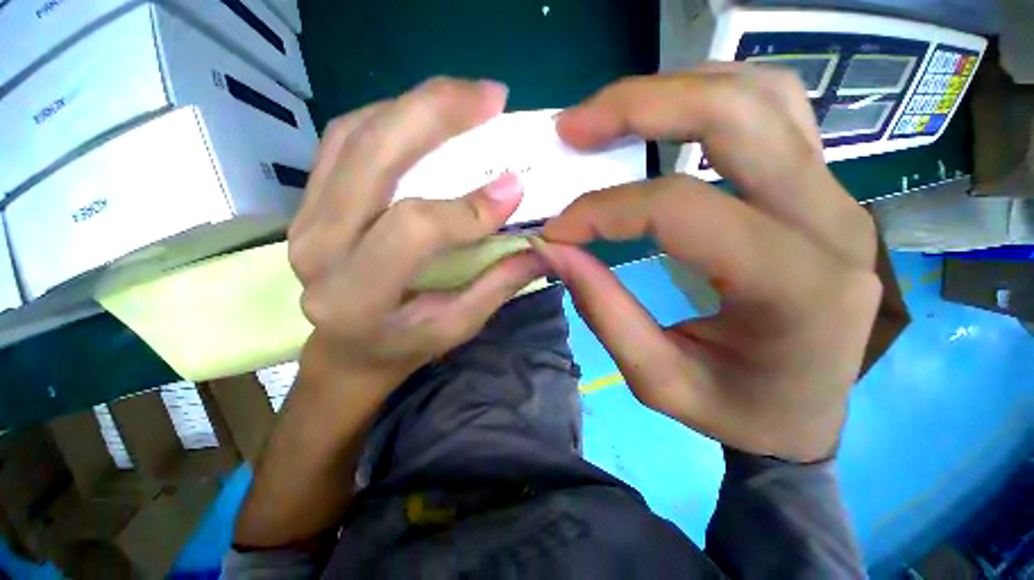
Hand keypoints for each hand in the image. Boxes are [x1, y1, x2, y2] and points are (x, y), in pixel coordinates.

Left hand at [288, 78, 546, 385]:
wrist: (349, 349)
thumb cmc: (404, 346)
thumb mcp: (457, 328)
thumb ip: (496, 286)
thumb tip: (540, 246)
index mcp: (357, 295)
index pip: (413, 230)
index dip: (467, 206)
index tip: (514, 186)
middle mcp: (320, 250)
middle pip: (373, 159)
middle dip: (435, 114)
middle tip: (490, 96)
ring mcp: (305, 218)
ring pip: (355, 136)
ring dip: (413, 105)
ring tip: (464, 97)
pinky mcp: (310, 202)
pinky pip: (344, 140)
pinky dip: (387, 116)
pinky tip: (425, 115)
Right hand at [539, 65, 881, 462]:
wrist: (807, 413)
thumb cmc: (739, 411)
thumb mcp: (658, 381)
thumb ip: (605, 311)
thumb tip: (555, 251)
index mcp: (796, 288)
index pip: (682, 210)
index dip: (605, 210)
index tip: (557, 230)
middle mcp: (830, 224)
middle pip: (736, 116)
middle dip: (639, 107)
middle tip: (572, 127)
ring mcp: (836, 196)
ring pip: (761, 94)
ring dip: (674, 89)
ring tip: (609, 115)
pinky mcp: (822, 190)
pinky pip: (774, 109)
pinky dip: (710, 97)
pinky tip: (666, 117)